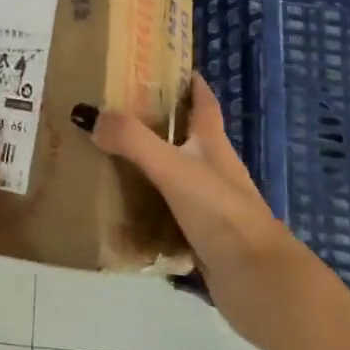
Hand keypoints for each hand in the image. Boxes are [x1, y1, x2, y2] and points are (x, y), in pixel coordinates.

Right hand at [78, 73, 298, 346]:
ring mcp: (211, 207)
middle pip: (186, 138)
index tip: (168, 65)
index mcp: (213, 145)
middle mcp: (214, 170)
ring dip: (149, 167)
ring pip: (175, 177)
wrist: (260, 284)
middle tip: (115, 112)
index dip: (190, 83)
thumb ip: (132, 140)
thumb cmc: (222, 213)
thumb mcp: (173, 168)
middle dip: (156, 124)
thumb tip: (88, 115)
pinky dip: (148, 211)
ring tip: (108, 158)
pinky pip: (169, 216)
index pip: (204, 103)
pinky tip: (121, 213)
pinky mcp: (204, 239)